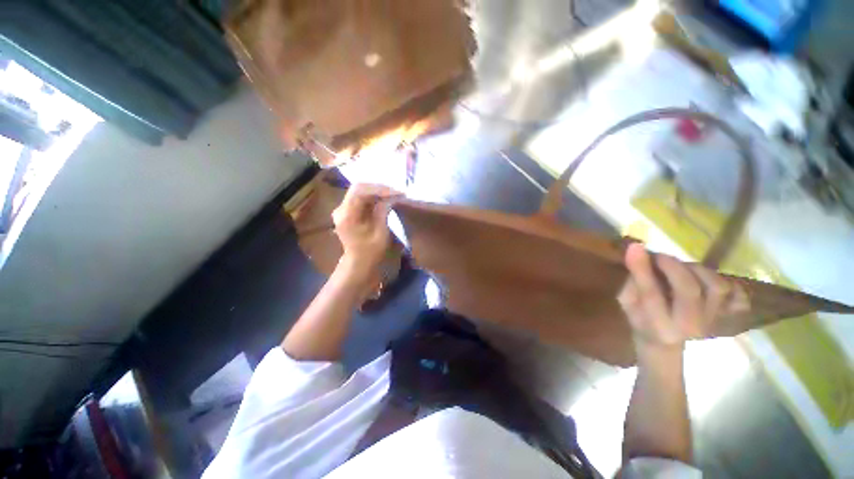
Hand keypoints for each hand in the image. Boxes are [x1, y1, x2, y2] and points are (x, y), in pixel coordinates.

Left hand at [332, 183, 400, 281]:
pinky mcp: (348, 211)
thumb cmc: (371, 252)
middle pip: (359, 188)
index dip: (379, 189)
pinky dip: (374, 197)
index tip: (396, 192)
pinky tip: (386, 199)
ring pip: (360, 191)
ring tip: (394, 194)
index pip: (360, 191)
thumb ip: (383, 212)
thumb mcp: (380, 233)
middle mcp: (341, 209)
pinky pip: (361, 198)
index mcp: (346, 215)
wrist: (359, 263)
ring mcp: (343, 209)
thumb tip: (390, 197)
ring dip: (378, 191)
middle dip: (379, 188)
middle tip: (397, 192)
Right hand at [617, 243, 747, 354]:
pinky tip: (708, 280)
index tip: (635, 247)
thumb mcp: (627, 303)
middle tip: (660, 257)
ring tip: (682, 268)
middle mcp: (690, 326)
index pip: (651, 294)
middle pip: (689, 289)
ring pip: (716, 287)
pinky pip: (740, 296)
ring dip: (697, 270)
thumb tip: (637, 254)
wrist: (664, 344)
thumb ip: (631, 282)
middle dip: (673, 266)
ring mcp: (713, 323)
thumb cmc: (640, 319)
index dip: (642, 269)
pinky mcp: (729, 319)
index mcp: (659, 326)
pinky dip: (729, 284)